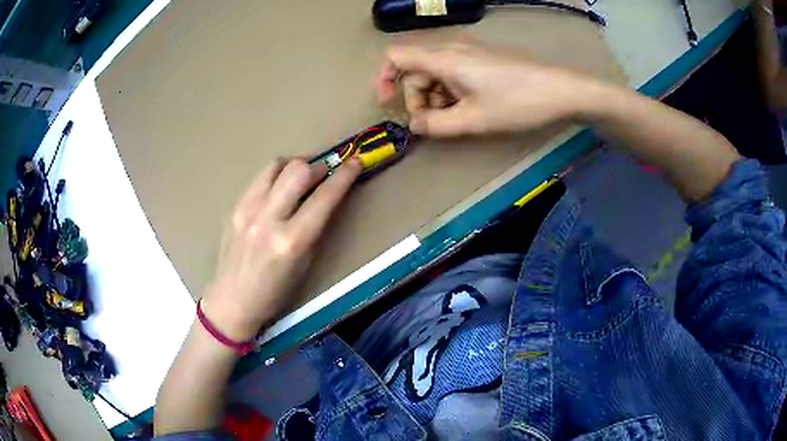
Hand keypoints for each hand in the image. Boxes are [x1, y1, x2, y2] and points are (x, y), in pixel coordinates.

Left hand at [200, 158, 360, 341]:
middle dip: (319, 166)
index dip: (344, 176)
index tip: (355, 162)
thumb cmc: (275, 293)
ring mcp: (247, 210)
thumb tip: (326, 197)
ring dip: (295, 165)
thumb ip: (316, 228)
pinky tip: (279, 187)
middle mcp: (268, 219)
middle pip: (298, 170)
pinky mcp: (234, 206)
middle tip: (325, 173)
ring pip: (276, 165)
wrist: (232, 301)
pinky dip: (276, 175)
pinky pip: (260, 177)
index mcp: (291, 241)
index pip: (324, 197)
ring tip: (301, 177)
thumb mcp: (305, 265)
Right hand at [377, 42, 593, 136]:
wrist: (561, 90)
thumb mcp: (473, 120)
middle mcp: (452, 48)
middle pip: (415, 68)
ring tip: (458, 118)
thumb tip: (414, 124)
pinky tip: (470, 107)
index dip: (385, 78)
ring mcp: (469, 51)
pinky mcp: (482, 58)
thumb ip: (435, 124)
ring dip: (436, 96)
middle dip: (417, 96)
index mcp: (444, 58)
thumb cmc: (517, 102)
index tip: (390, 103)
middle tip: (434, 122)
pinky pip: (454, 71)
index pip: (396, 56)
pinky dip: (452, 90)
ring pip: (435, 71)